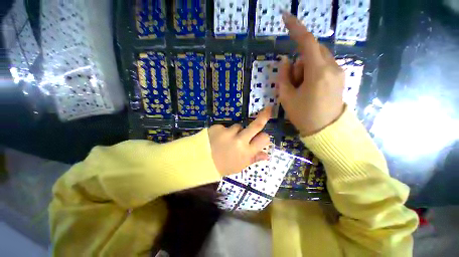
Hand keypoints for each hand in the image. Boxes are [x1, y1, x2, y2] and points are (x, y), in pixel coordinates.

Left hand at [208, 108, 271, 176]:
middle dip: (263, 116)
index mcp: (246, 152)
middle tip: (268, 109)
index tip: (262, 136)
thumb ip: (254, 159)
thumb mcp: (240, 166)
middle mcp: (239, 141)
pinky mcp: (218, 127)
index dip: (264, 137)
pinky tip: (218, 139)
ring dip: (235, 131)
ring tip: (227, 140)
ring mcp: (228, 132)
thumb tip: (267, 155)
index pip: (263, 139)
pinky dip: (224, 132)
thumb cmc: (223, 166)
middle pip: (256, 125)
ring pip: (238, 126)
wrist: (201, 162)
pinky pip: (225, 127)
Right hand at [278, 13, 345, 136]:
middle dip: (299, 63)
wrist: (326, 131)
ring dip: (305, 70)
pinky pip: (323, 66)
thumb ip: (284, 76)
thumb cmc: (303, 115)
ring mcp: (338, 72)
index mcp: (318, 72)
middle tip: (293, 82)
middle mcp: (332, 67)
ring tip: (302, 89)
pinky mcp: (340, 77)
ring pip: (318, 59)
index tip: (285, 17)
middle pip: (312, 52)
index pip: (306, 42)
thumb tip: (286, 60)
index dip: (295, 28)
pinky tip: (310, 89)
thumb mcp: (286, 97)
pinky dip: (312, 72)